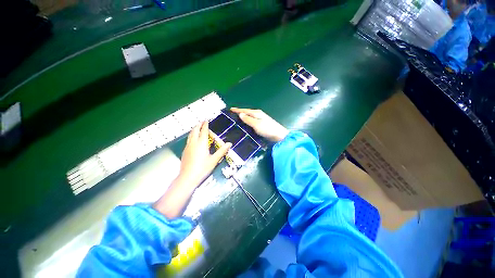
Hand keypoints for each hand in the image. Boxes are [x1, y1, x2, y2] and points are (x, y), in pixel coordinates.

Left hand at [178, 121, 231, 187]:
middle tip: (201, 122)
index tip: (206, 120)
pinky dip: (191, 135)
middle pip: (195, 131)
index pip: (203, 131)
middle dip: (198, 125)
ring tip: (196, 127)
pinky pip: (188, 140)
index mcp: (201, 143)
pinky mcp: (184, 151)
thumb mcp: (214, 160)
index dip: (205, 125)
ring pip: (190, 135)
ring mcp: (188, 147)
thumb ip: (222, 151)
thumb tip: (229, 143)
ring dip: (193, 129)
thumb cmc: (203, 168)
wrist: (188, 177)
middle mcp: (193, 143)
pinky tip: (192, 139)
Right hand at [231, 108, 288, 141]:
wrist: (279, 136)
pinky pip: (252, 122)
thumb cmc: (267, 129)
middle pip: (247, 113)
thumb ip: (248, 119)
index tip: (230, 109)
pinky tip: (245, 126)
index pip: (245, 110)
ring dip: (243, 118)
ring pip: (249, 117)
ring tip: (236, 121)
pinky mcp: (261, 125)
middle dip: (239, 113)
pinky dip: (247, 122)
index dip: (237, 110)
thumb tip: (240, 114)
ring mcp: (260, 120)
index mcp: (256, 113)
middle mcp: (258, 115)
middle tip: (231, 116)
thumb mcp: (256, 124)